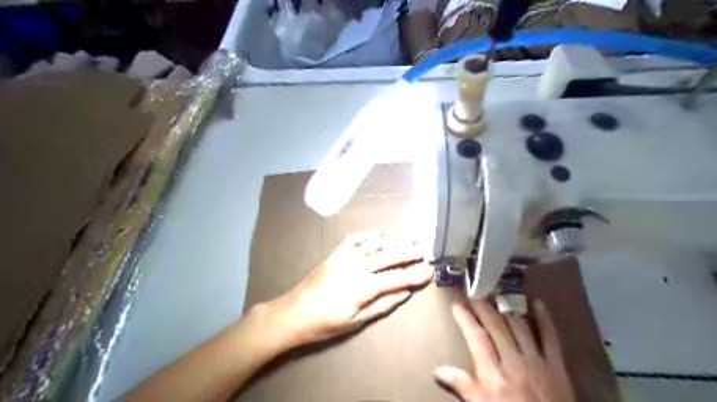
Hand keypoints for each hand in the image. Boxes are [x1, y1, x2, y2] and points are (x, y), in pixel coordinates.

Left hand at [262, 233, 429, 347]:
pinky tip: (380, 235)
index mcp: (363, 287)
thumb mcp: (356, 321)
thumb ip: (383, 305)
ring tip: (407, 241)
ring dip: (393, 242)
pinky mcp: (335, 253)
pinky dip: (370, 235)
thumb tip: (405, 293)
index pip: (396, 278)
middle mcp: (357, 266)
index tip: (430, 271)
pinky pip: (355, 238)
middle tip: (423, 253)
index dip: (415, 275)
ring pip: (375, 244)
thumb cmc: (326, 323)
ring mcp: (345, 256)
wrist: (294, 312)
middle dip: (408, 254)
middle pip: (388, 256)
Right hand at [433, 297, 574, 401]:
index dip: (465, 318)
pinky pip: (551, 338)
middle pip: (495, 326)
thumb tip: (438, 369)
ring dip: (507, 306)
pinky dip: (545, 319)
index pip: (476, 338)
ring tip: (497, 289)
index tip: (456, 304)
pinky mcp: (556, 365)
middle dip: (482, 306)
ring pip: (518, 326)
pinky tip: (537, 302)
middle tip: (473, 289)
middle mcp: (513, 361)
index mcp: (493, 374)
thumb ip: (462, 387)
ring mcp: (536, 360)